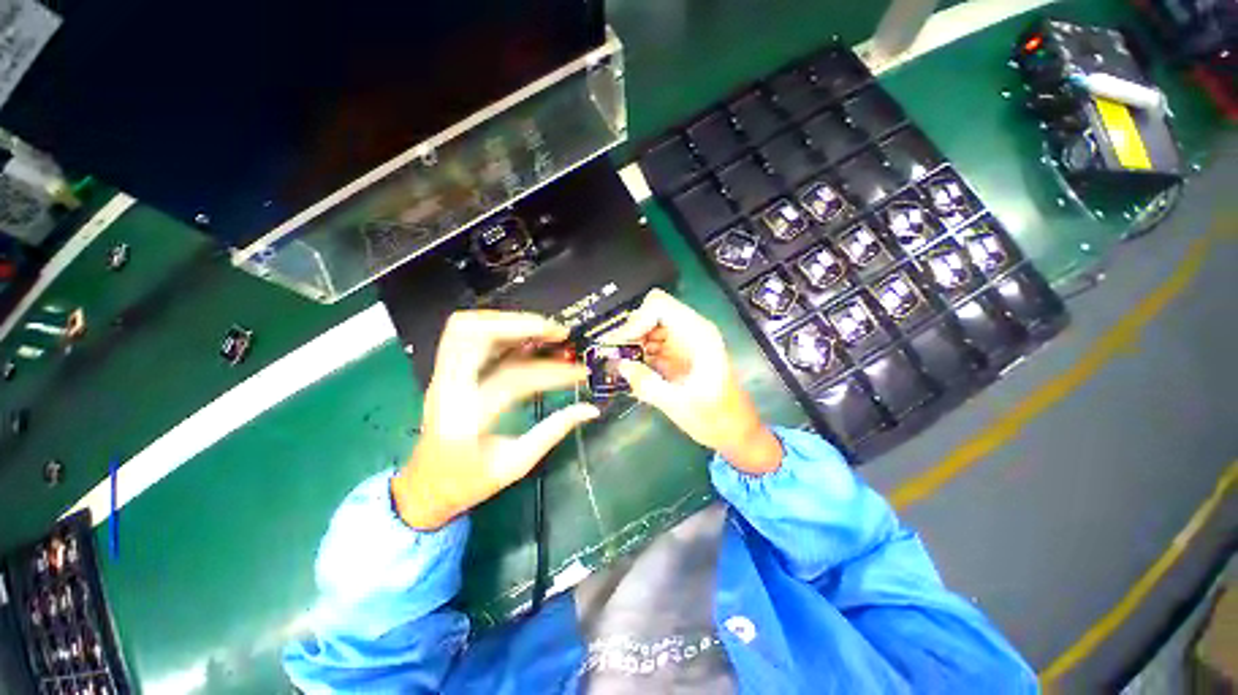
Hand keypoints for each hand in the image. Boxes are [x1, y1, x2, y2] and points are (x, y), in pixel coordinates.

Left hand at [393, 311, 599, 529]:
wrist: (423, 490)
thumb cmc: (467, 483)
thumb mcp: (515, 464)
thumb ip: (553, 431)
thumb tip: (590, 409)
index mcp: (466, 416)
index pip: (515, 378)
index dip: (553, 372)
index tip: (580, 372)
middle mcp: (448, 387)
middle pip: (473, 334)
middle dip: (520, 324)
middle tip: (557, 332)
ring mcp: (443, 376)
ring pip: (466, 328)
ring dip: (509, 322)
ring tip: (545, 330)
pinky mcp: (447, 373)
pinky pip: (468, 338)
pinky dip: (499, 330)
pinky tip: (525, 337)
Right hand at [603, 289, 782, 474]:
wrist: (736, 432)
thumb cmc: (715, 418)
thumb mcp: (679, 404)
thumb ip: (647, 384)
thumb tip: (620, 366)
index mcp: (698, 334)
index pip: (659, 306)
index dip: (636, 320)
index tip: (621, 345)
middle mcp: (690, 332)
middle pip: (651, 314)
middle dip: (630, 333)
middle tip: (613, 356)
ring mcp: (684, 343)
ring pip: (649, 329)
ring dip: (633, 344)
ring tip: (618, 365)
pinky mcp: (678, 356)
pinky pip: (652, 345)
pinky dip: (639, 355)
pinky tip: (630, 372)